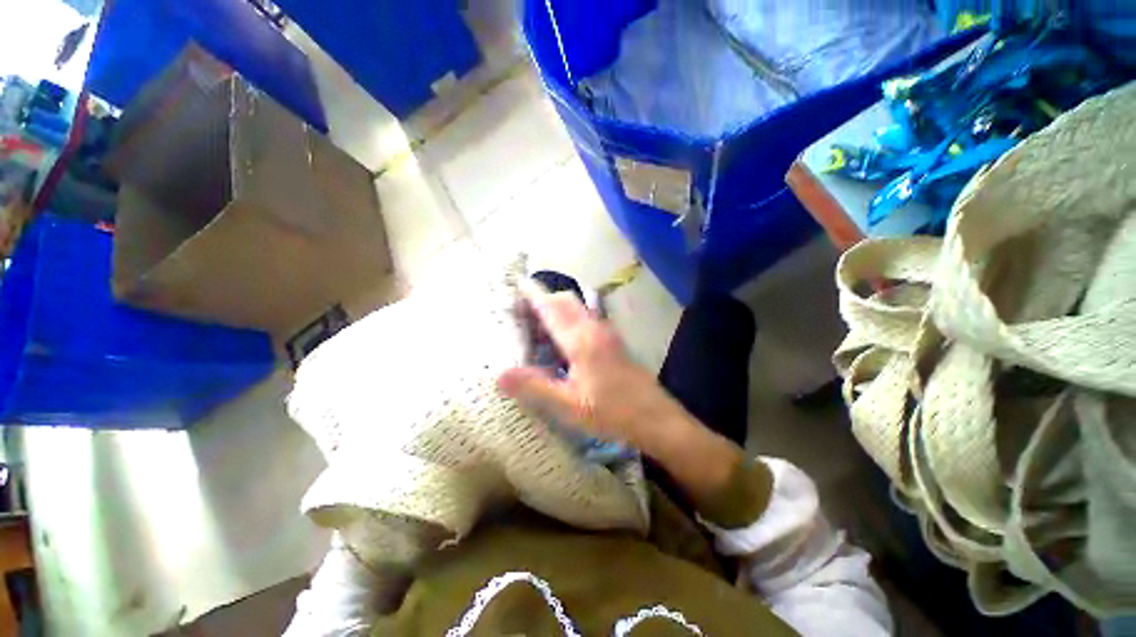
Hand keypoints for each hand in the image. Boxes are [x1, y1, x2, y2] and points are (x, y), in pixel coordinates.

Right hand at [497, 283, 682, 452]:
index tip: (517, 283)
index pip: (551, 308)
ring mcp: (607, 334)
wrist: (655, 418)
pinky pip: (587, 320)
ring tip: (539, 327)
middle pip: (566, 301)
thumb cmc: (611, 411)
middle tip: (523, 312)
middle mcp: (594, 329)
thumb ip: (534, 387)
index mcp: (580, 340)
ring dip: (558, 309)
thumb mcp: (568, 405)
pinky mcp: (614, 342)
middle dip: (544, 299)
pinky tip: (563, 343)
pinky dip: (570, 320)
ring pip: (578, 309)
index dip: (533, 295)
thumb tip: (499, 374)